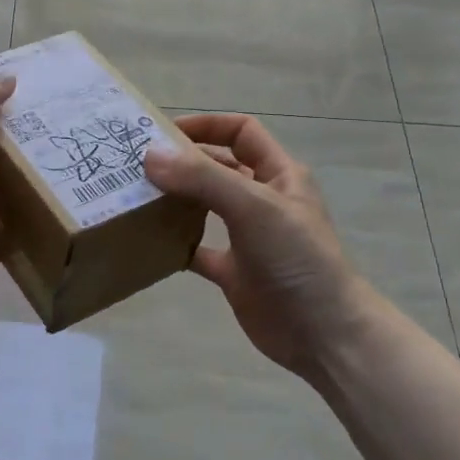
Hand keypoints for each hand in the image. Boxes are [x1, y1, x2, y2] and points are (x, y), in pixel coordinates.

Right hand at [145, 114, 378, 380]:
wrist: (324, 333)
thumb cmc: (296, 258)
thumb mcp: (253, 206)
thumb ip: (202, 178)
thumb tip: (150, 155)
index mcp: (279, 174)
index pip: (241, 132)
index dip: (206, 125)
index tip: (162, 131)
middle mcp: (262, 200)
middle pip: (217, 167)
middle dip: (182, 162)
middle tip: (137, 164)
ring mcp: (248, 237)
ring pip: (204, 207)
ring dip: (175, 200)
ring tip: (135, 196)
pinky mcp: (234, 272)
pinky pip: (197, 250)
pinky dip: (176, 244)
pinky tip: (149, 241)